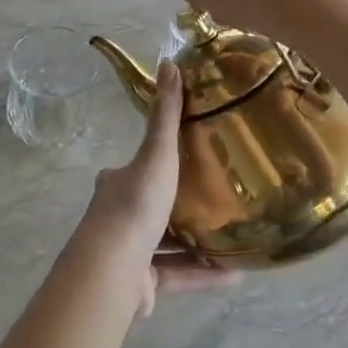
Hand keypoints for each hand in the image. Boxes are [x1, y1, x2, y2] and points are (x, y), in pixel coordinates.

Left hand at [68, 62, 235, 319]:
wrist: (113, 268)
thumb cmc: (136, 204)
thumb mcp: (156, 153)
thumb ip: (166, 115)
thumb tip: (169, 62)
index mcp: (116, 184)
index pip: (137, 168)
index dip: (158, 163)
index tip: (187, 161)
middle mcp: (117, 217)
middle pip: (152, 206)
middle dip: (180, 204)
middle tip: (217, 198)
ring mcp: (128, 253)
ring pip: (167, 244)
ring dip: (197, 243)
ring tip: (231, 235)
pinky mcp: (141, 284)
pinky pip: (178, 275)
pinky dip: (203, 274)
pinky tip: (234, 273)